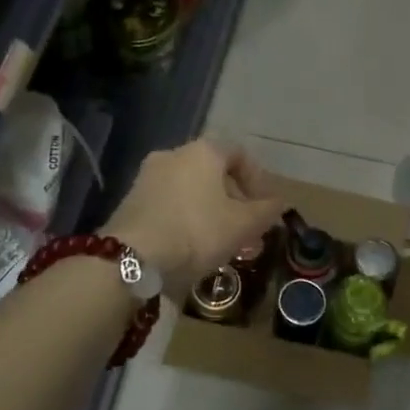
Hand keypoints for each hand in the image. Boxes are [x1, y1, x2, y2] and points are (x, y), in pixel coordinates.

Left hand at [104, 140, 285, 294]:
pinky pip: (169, 204)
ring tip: (222, 243)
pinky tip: (193, 246)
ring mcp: (147, 177)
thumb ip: (266, 211)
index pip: (239, 153)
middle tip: (247, 230)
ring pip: (191, 190)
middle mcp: (173, 154)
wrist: (132, 257)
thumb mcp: (243, 225)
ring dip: (211, 212)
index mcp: (203, 152)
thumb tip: (278, 203)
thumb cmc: (197, 231)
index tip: (265, 207)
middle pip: (213, 173)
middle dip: (234, 201)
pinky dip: (187, 219)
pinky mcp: (130, 201)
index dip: (258, 179)